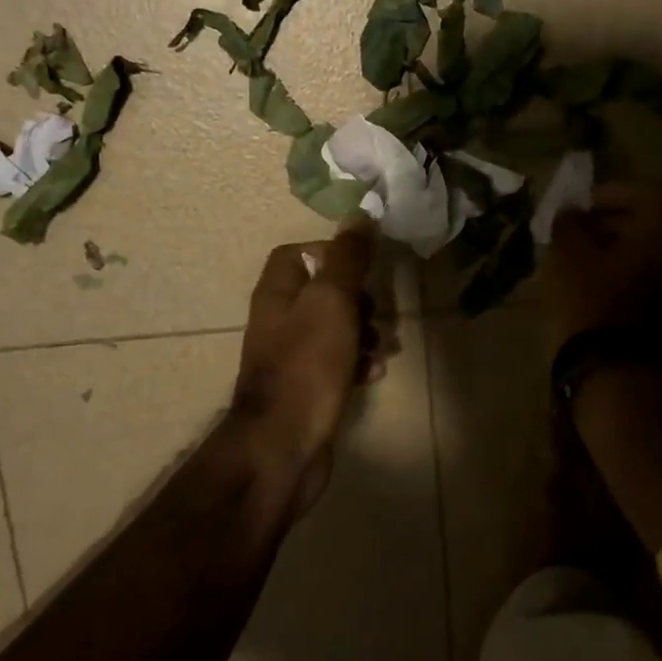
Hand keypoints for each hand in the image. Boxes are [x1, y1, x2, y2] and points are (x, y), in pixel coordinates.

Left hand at [232, 221, 378, 511]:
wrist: (283, 445)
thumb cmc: (307, 366)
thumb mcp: (332, 302)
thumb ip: (347, 259)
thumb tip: (359, 215)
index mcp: (277, 292)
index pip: (299, 253)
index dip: (333, 254)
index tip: (364, 270)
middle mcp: (279, 319)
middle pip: (323, 292)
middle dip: (358, 300)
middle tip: (378, 314)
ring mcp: (292, 356)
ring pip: (335, 329)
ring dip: (365, 333)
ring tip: (384, 348)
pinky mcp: (307, 387)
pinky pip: (337, 362)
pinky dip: (357, 363)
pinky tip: (373, 374)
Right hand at [545, 180, 661, 353]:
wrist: (612, 370)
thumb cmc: (589, 302)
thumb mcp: (567, 255)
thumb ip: (570, 223)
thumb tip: (571, 213)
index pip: (647, 191)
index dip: (611, 192)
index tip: (582, 204)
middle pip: (655, 220)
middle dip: (616, 219)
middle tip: (580, 228)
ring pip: (657, 250)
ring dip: (624, 246)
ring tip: (585, 256)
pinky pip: (658, 276)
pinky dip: (632, 270)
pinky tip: (600, 281)